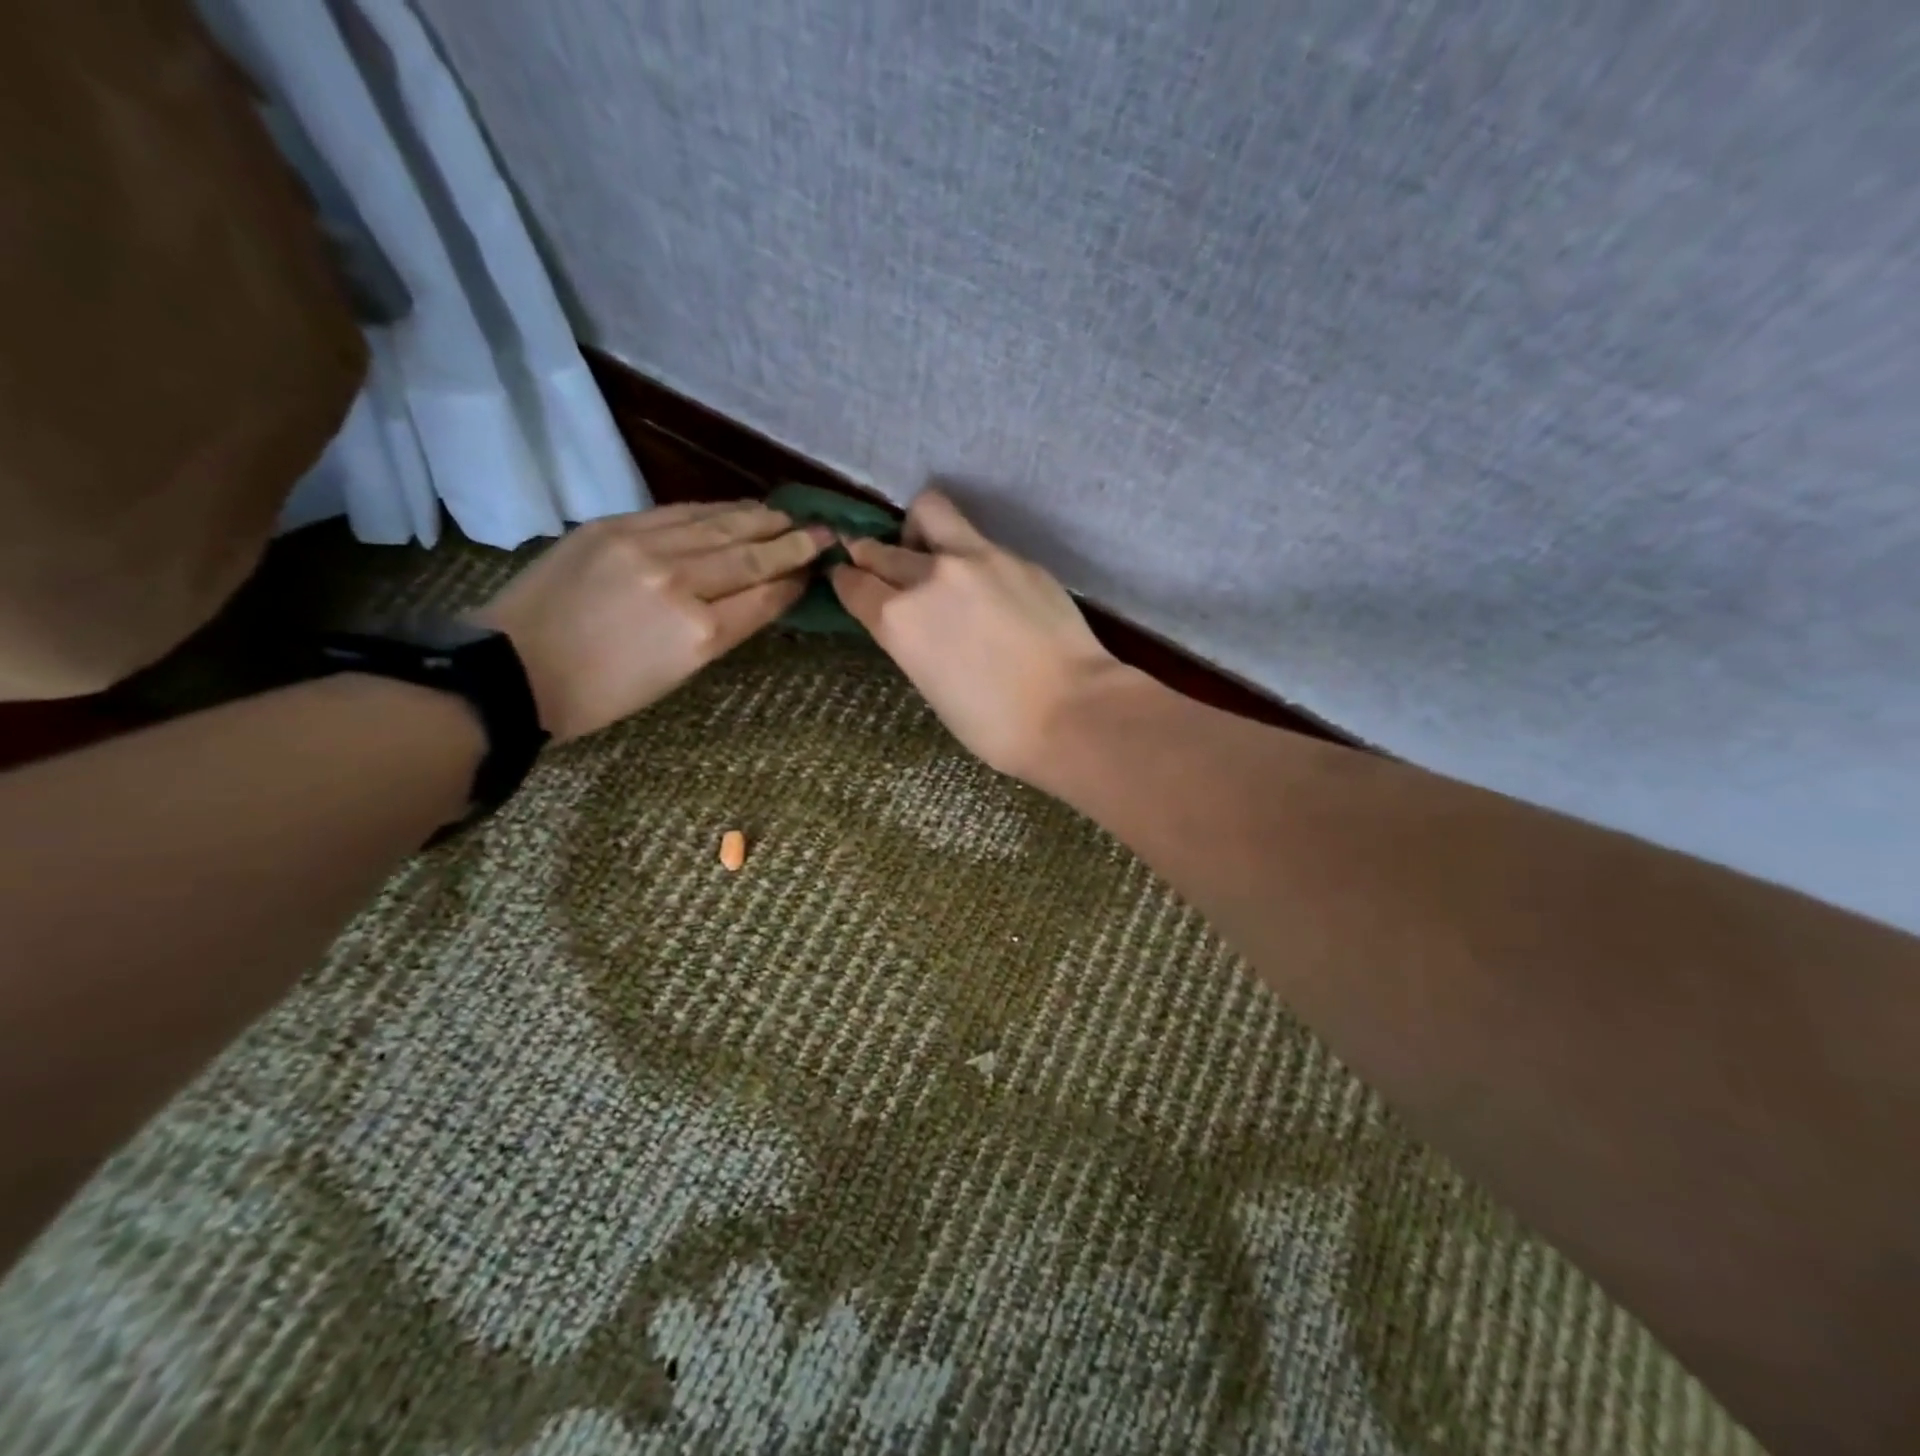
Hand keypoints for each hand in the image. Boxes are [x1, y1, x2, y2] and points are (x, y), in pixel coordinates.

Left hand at [473, 501, 829, 740]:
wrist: (513, 669)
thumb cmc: (601, 693)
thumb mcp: (676, 675)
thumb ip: (722, 630)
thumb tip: (758, 596)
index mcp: (699, 634)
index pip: (763, 597)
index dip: (794, 581)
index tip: (818, 568)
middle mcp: (680, 583)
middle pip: (750, 556)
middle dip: (792, 544)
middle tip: (825, 533)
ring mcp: (645, 548)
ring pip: (718, 526)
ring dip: (760, 519)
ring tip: (788, 515)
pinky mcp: (614, 527)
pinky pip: (679, 512)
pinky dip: (715, 510)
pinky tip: (737, 507)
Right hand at [829, 490, 1129, 781]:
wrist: (1071, 710)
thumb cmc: (994, 725)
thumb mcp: (930, 686)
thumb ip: (912, 640)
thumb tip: (912, 621)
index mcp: (898, 619)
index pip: (854, 583)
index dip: (845, 580)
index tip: (846, 579)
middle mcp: (928, 576)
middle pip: (881, 549)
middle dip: (870, 555)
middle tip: (877, 564)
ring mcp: (976, 558)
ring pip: (928, 513)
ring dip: (916, 529)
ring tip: (929, 551)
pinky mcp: (1015, 556)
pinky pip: (976, 540)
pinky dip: (966, 553)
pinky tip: (984, 582)